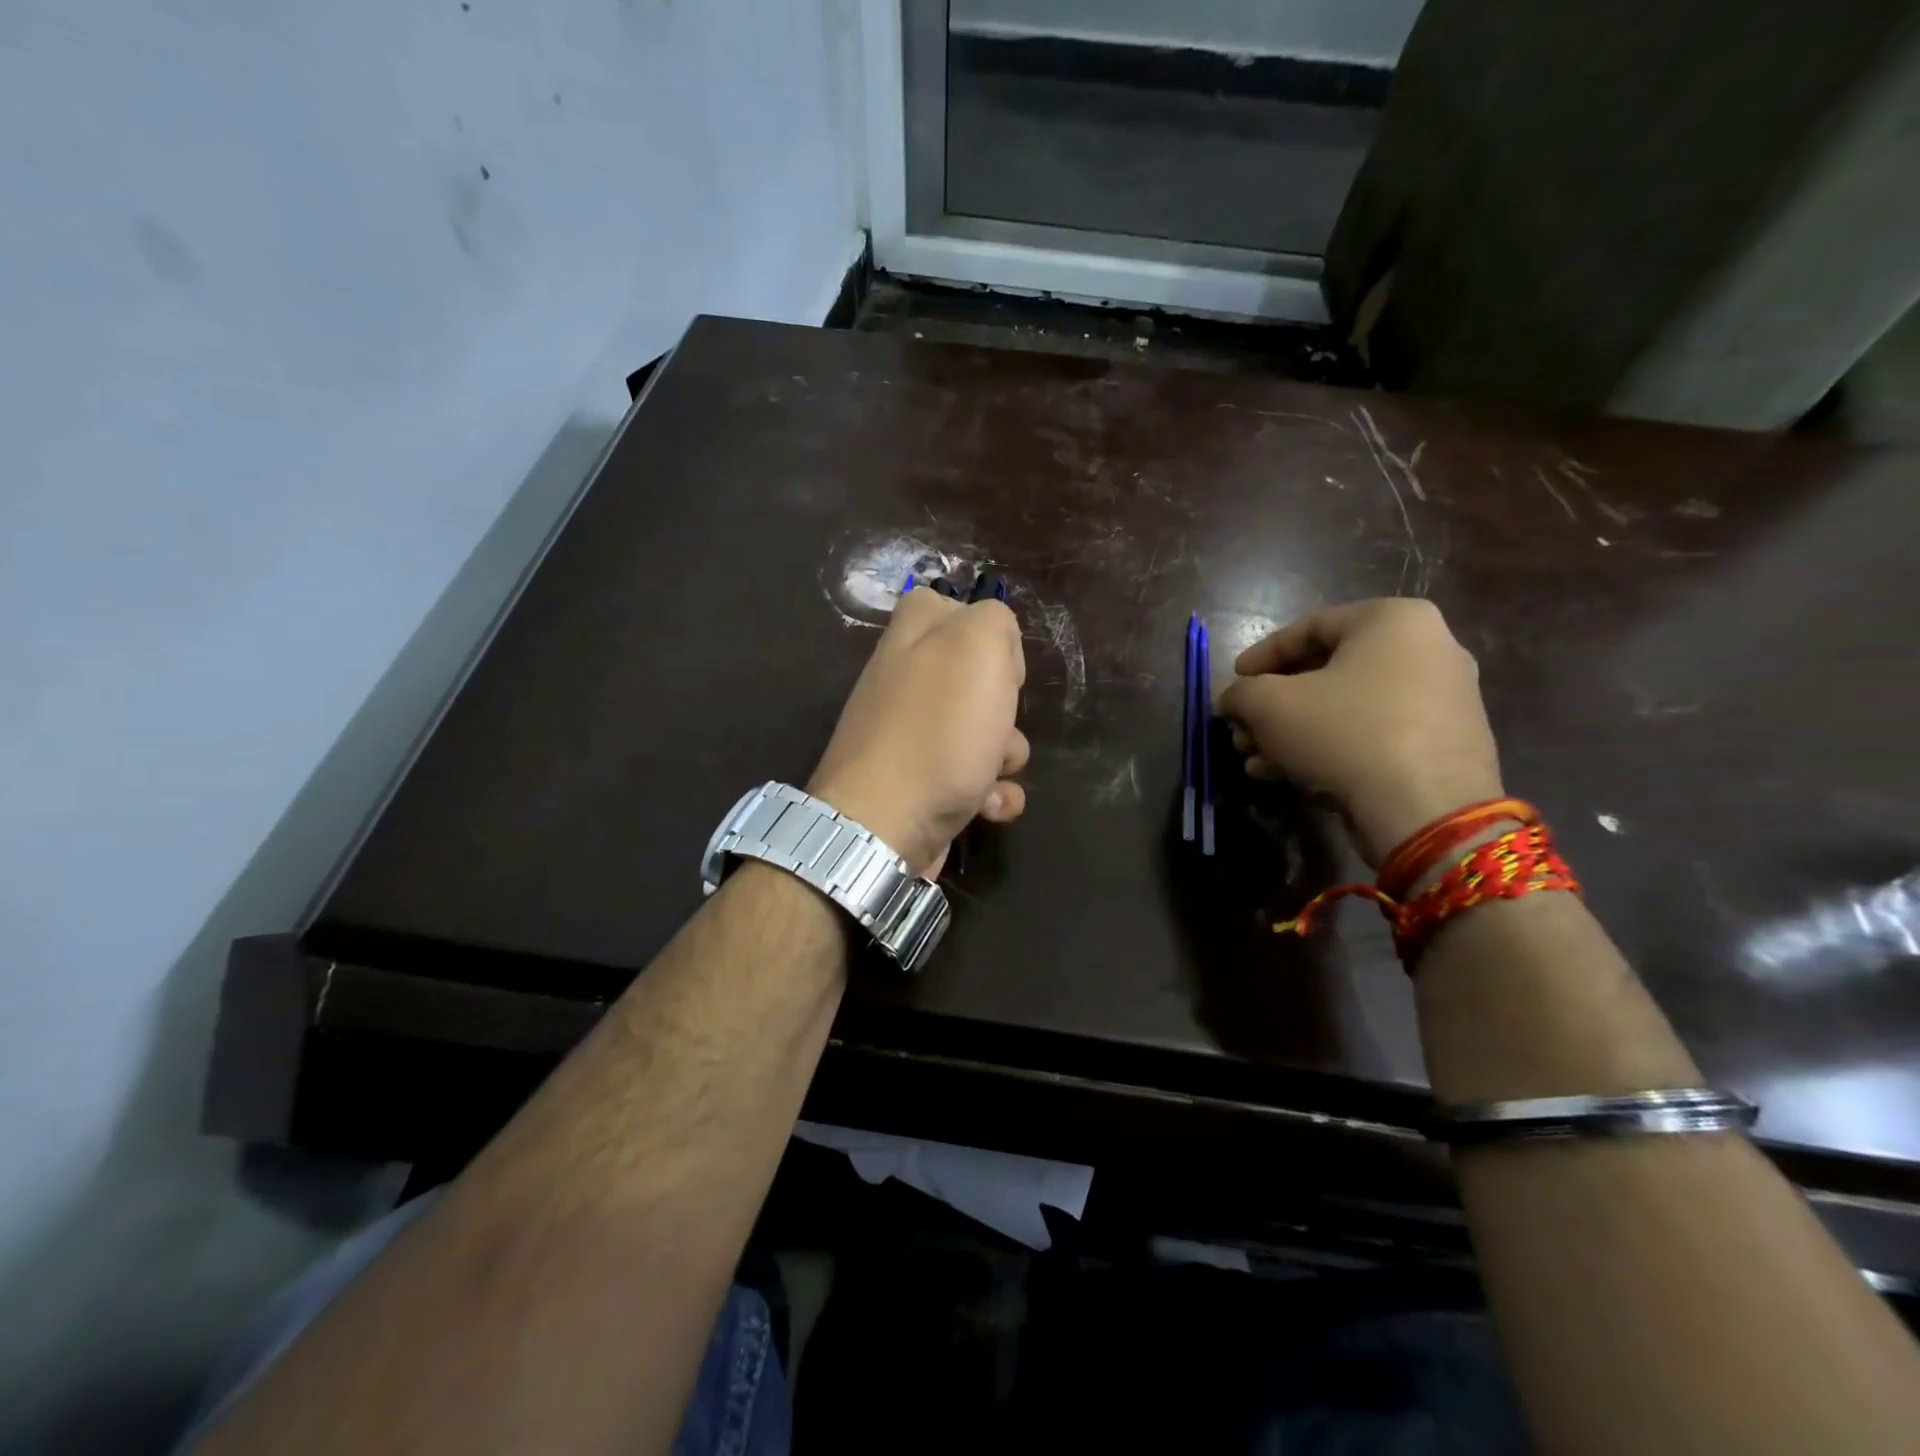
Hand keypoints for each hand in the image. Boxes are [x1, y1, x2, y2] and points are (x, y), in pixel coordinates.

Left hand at [808, 587, 1028, 875]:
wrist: (884, 827)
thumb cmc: (938, 731)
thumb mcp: (977, 647)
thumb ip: (993, 621)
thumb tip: (997, 645)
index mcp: (909, 639)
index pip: (943, 605)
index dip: (982, 628)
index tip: (997, 659)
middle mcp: (905, 684)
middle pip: (974, 678)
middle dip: (1005, 704)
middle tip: (999, 717)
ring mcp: (910, 739)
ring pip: (982, 732)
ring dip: (1004, 754)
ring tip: (992, 772)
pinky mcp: (920, 788)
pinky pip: (973, 781)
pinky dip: (990, 794)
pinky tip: (988, 806)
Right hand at [1216, 599, 1502, 865]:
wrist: (1426, 811)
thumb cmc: (1344, 734)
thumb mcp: (1269, 705)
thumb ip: (1240, 693)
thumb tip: (1232, 700)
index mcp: (1394, 620)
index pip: (1309, 628)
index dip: (1260, 656)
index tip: (1233, 682)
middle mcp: (1429, 649)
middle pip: (1326, 672)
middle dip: (1273, 705)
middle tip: (1241, 729)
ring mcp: (1443, 700)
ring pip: (1346, 708)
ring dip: (1293, 732)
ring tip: (1256, 761)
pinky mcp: (1445, 745)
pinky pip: (1373, 734)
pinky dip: (1330, 748)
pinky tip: (1289, 776)